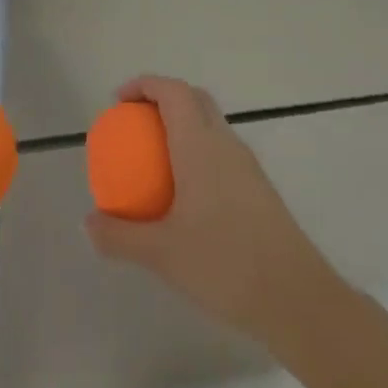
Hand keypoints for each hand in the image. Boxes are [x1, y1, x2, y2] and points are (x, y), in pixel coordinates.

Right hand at [85, 75, 342, 347]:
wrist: (300, 302)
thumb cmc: (225, 265)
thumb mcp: (161, 254)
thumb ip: (119, 236)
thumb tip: (88, 223)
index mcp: (200, 146)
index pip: (172, 92)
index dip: (144, 85)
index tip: (118, 103)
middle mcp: (226, 145)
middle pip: (194, 100)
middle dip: (162, 100)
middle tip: (134, 124)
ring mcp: (248, 167)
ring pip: (212, 126)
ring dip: (182, 126)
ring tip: (155, 161)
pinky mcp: (260, 191)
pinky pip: (222, 153)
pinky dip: (198, 153)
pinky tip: (185, 196)